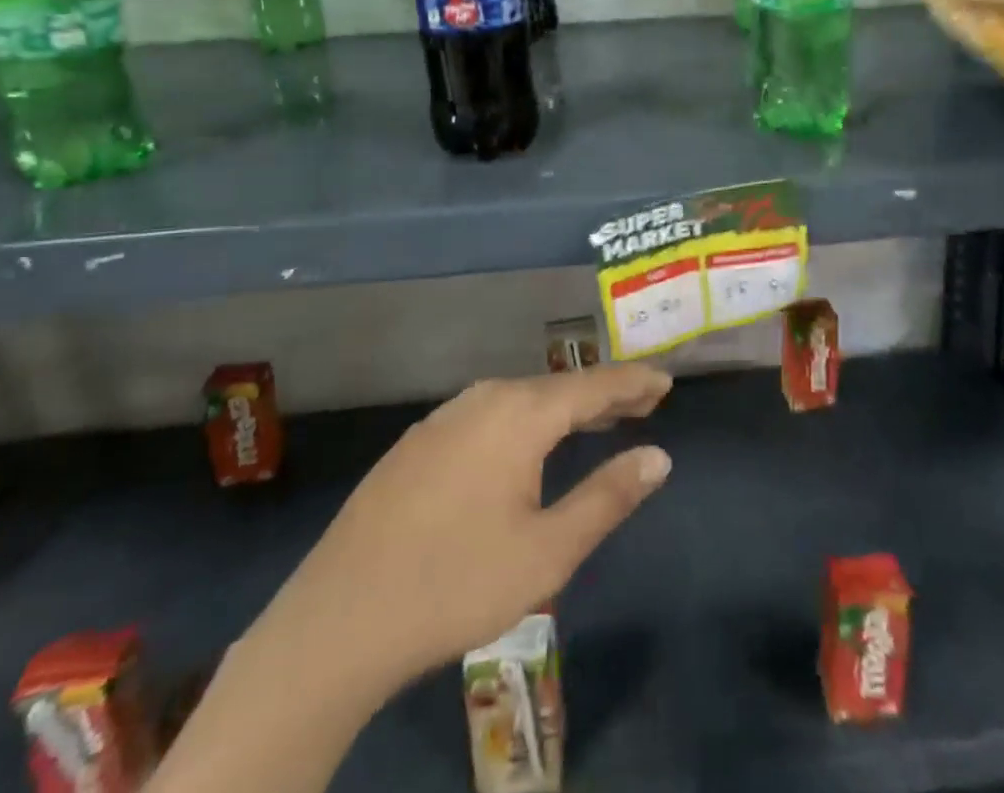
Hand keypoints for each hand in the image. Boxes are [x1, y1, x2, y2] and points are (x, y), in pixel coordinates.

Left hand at [255, 364, 672, 711]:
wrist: (337, 621)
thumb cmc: (455, 584)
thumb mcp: (548, 551)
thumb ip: (608, 496)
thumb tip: (659, 456)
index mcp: (520, 414)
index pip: (594, 386)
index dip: (634, 383)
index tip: (666, 382)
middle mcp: (484, 398)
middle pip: (558, 388)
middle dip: (603, 395)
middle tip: (642, 403)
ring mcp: (445, 417)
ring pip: (520, 400)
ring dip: (563, 409)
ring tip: (594, 422)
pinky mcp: (418, 442)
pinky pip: (488, 415)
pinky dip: (524, 421)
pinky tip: (526, 446)